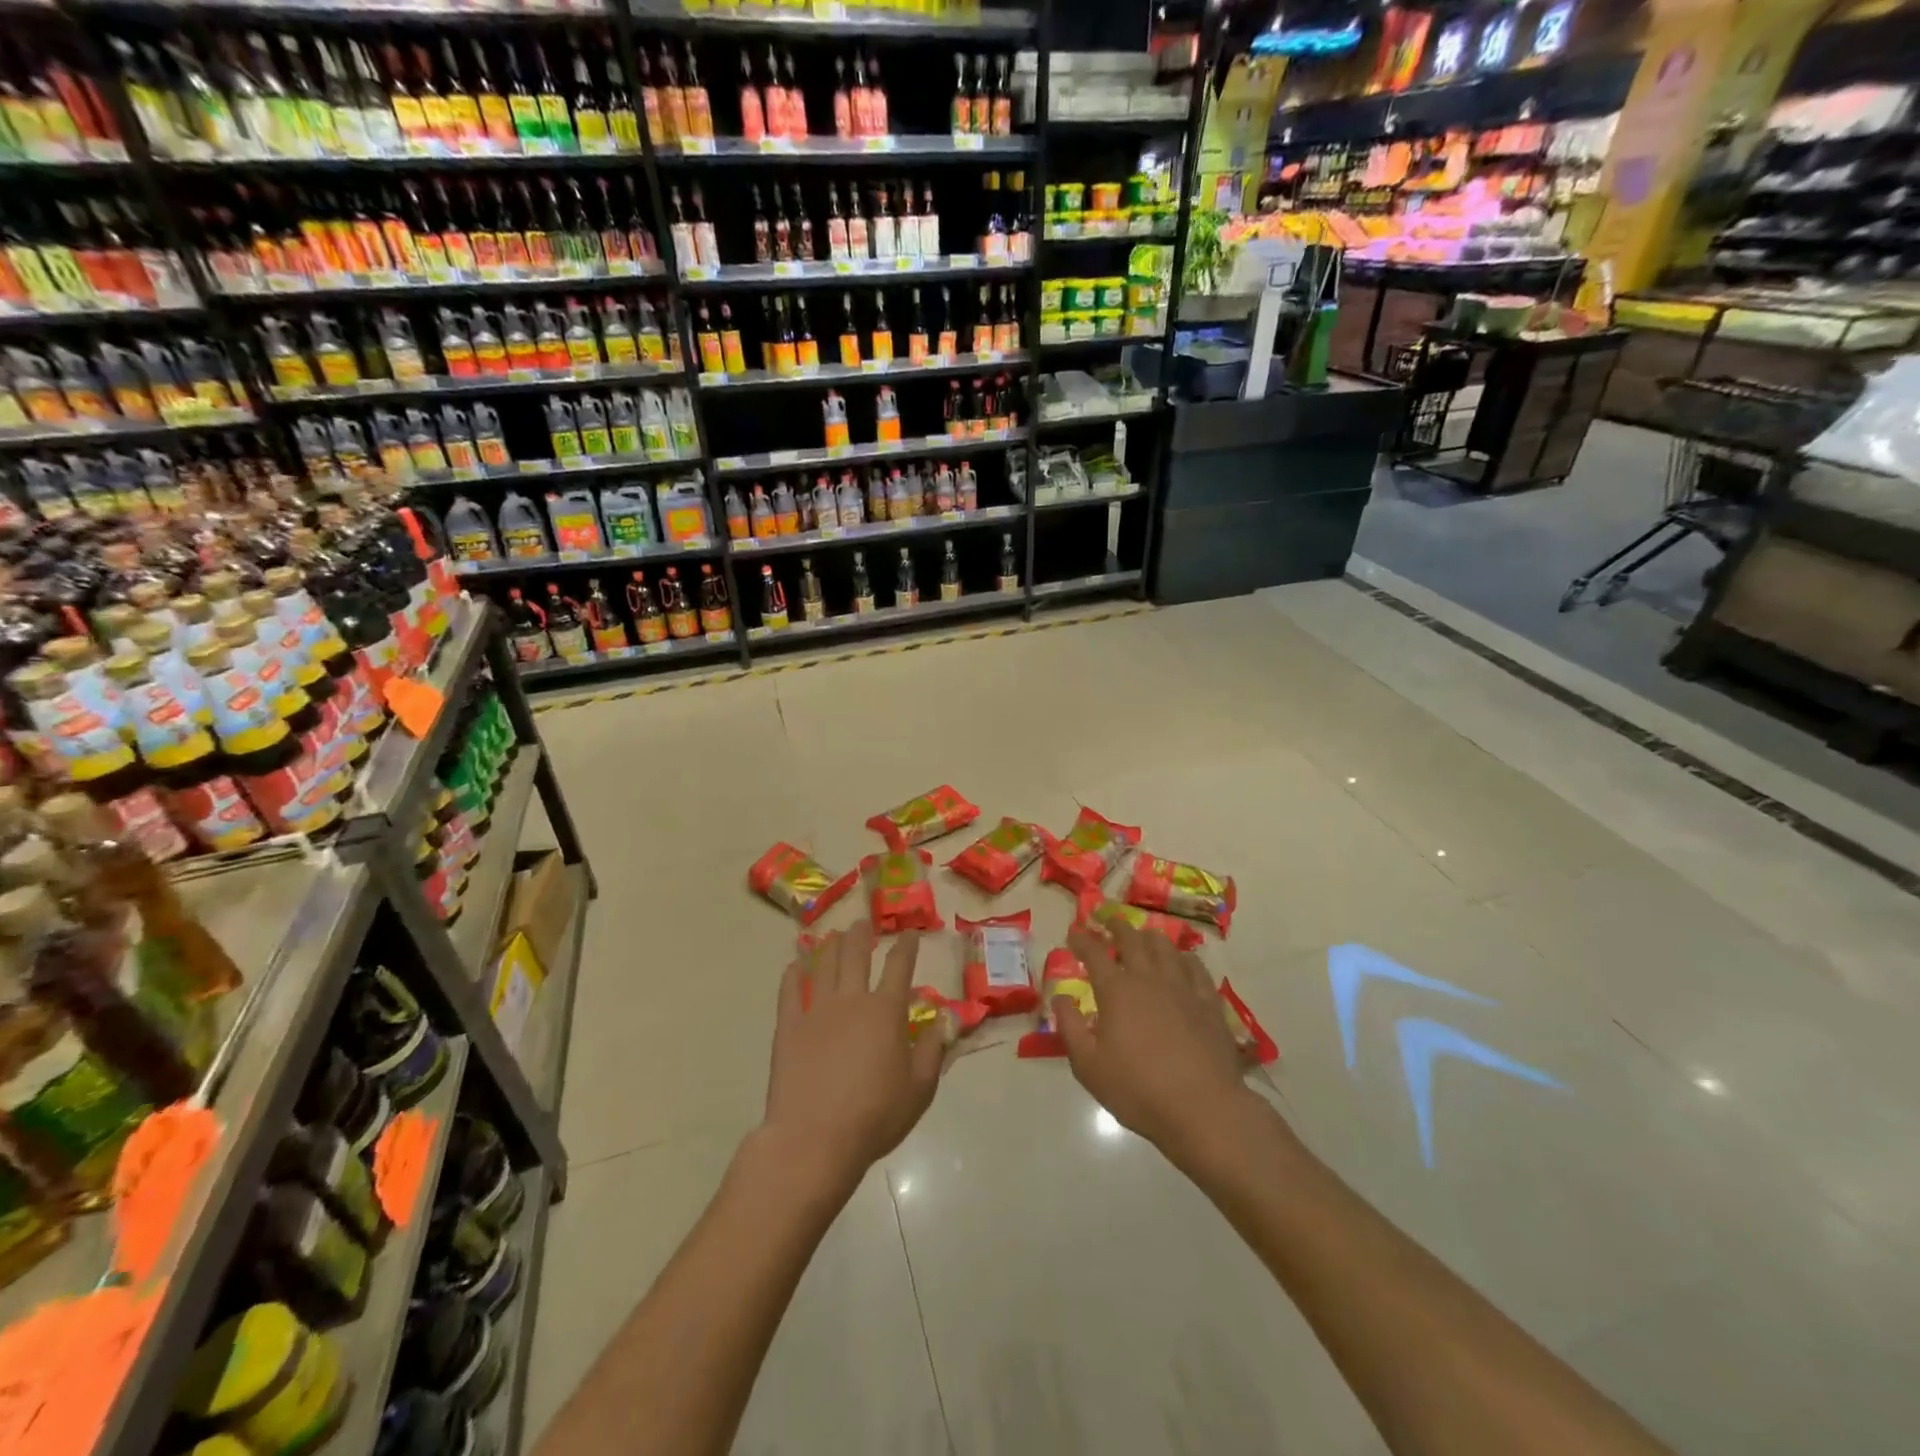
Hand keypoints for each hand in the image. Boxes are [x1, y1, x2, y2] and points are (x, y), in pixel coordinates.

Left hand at [762, 922, 943, 1189]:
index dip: (906, 947)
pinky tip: (795, 965)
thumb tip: (944, 1019)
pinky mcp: (789, 1026)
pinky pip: (790, 990)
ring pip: (824, 965)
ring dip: (831, 946)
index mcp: (886, 1011)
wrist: (814, 1138)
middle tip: (863, 922)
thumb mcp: (920, 1089)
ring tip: (834, 934)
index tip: (910, 933)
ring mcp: (816, 1010)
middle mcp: (852, 999)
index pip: (900, 967)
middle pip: (856, 955)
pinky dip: (793, 974)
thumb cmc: (875, 1116)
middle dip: (862, 935)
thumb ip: (933, 1049)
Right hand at [1055, 920, 1251, 1160]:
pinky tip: (1182, 960)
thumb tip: (1060, 998)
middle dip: (1117, 926)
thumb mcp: (1088, 1066)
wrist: (1203, 1108)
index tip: (1074, 932)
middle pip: (1132, 939)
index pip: (1094, 953)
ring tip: (1143, 934)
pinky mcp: (1209, 1002)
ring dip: (1149, 936)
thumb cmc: (1138, 1090)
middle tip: (1108, 920)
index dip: (1082, 940)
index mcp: (1117, 990)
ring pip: (1165, 947)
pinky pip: (1196, 967)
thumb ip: (1070, 1027)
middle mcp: (1149, 978)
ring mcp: (1183, 987)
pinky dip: (1184, 957)